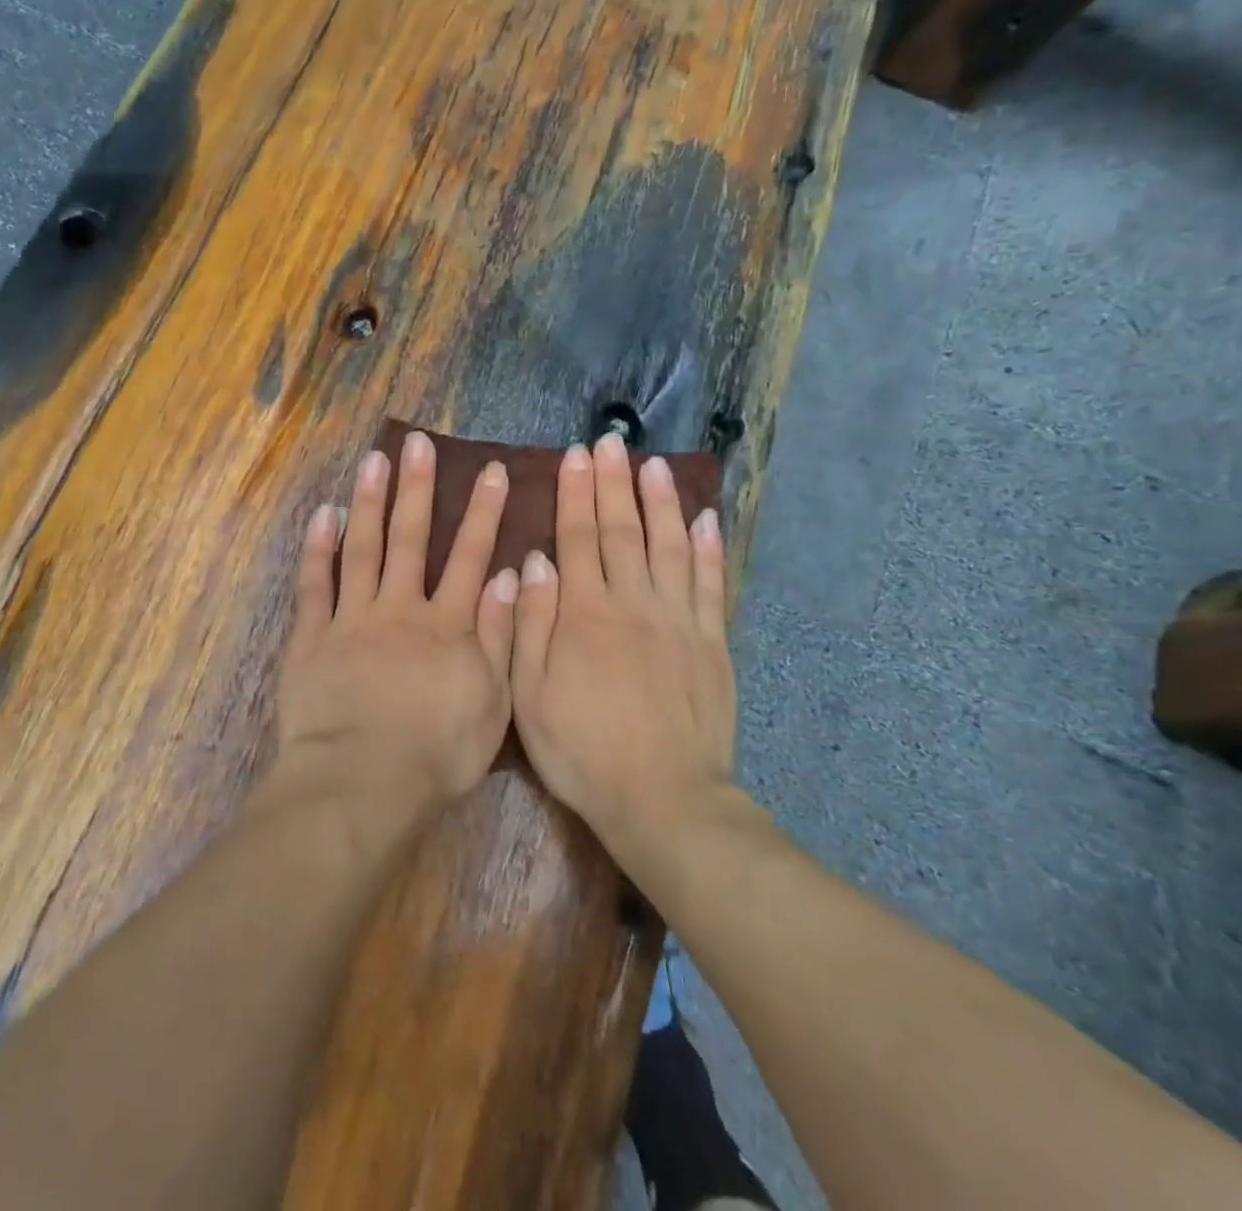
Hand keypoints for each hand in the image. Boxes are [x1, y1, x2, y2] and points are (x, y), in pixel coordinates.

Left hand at [273, 431, 521, 813]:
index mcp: (446, 625)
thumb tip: (508, 575)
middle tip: (417, 444)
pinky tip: (323, 515)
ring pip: (361, 549)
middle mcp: (399, 609)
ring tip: (373, 461)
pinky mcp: (311, 639)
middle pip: (410, 539)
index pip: (469, 556)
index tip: (490, 471)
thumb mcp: (492, 701)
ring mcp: (351, 620)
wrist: (363, 782)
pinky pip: (315, 586)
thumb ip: (499, 635)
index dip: (482, 512)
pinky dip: (318, 549)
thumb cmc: (437, 752)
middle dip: (417, 489)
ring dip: (368, 502)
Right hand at [511, 433, 736, 859]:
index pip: (577, 538)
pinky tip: (706, 519)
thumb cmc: (582, 751)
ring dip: (661, 502)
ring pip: (670, 546)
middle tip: (612, 442)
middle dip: (614, 483)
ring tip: (655, 465)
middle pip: (622, 530)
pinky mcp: (712, 644)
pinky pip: (712, 585)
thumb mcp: (529, 695)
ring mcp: (679, 621)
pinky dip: (710, 549)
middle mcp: (634, 603)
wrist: (662, 799)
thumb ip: (530, 624)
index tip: (576, 456)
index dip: (575, 494)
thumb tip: (534, 562)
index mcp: (585, 614)